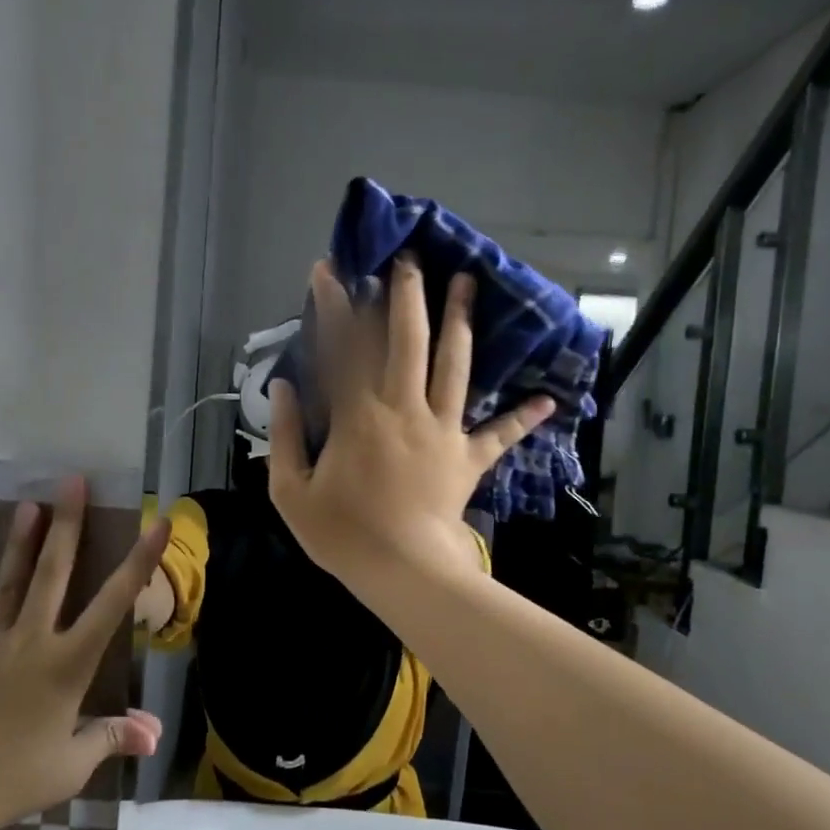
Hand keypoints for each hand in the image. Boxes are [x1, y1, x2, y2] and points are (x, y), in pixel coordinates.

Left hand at [0, 477, 170, 829]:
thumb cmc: (22, 774)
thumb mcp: (76, 761)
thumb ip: (112, 737)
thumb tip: (153, 735)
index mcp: (68, 660)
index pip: (114, 602)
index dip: (139, 561)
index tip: (158, 522)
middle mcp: (32, 641)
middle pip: (52, 573)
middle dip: (66, 525)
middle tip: (71, 482)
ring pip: (6, 588)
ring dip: (18, 546)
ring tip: (25, 506)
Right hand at [268, 255, 551, 585]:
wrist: (402, 570)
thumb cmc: (342, 533)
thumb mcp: (290, 491)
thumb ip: (282, 435)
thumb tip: (281, 388)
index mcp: (358, 415)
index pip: (344, 348)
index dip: (335, 305)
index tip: (330, 269)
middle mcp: (404, 408)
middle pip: (408, 340)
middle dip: (408, 295)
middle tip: (412, 258)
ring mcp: (443, 430)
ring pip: (455, 365)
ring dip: (461, 321)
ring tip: (469, 283)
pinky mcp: (469, 458)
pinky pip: (499, 434)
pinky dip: (522, 418)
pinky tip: (549, 399)